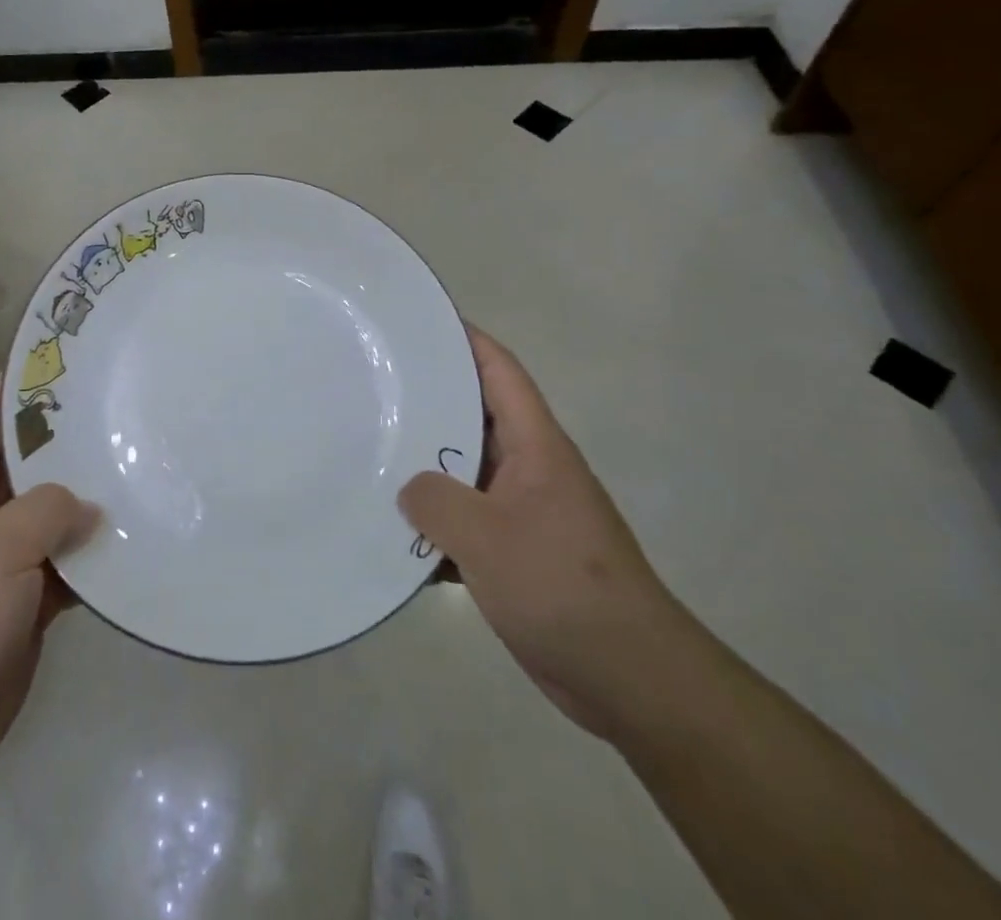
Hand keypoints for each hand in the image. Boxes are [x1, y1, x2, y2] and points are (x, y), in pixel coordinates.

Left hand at [0, 376, 98, 817]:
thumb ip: (48, 510)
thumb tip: (91, 502)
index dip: (24, 378)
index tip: (70, 352)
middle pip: (37, 457)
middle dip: (75, 434)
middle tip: (129, 403)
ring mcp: (15, 552)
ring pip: (61, 508)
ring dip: (95, 494)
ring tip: (148, 459)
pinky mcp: (37, 593)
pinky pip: (75, 558)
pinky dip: (101, 550)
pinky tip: (141, 532)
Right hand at [400, 325, 695, 738]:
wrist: (631, 680)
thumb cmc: (562, 587)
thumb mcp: (487, 537)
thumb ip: (436, 500)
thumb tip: (408, 487)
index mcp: (535, 446)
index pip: (499, 371)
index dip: (464, 338)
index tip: (419, 320)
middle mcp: (530, 468)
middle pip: (474, 417)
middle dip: (428, 400)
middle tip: (373, 385)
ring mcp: (523, 511)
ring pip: (464, 471)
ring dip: (425, 468)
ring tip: (370, 451)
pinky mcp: (516, 553)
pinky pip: (465, 521)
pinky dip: (434, 523)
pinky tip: (393, 531)